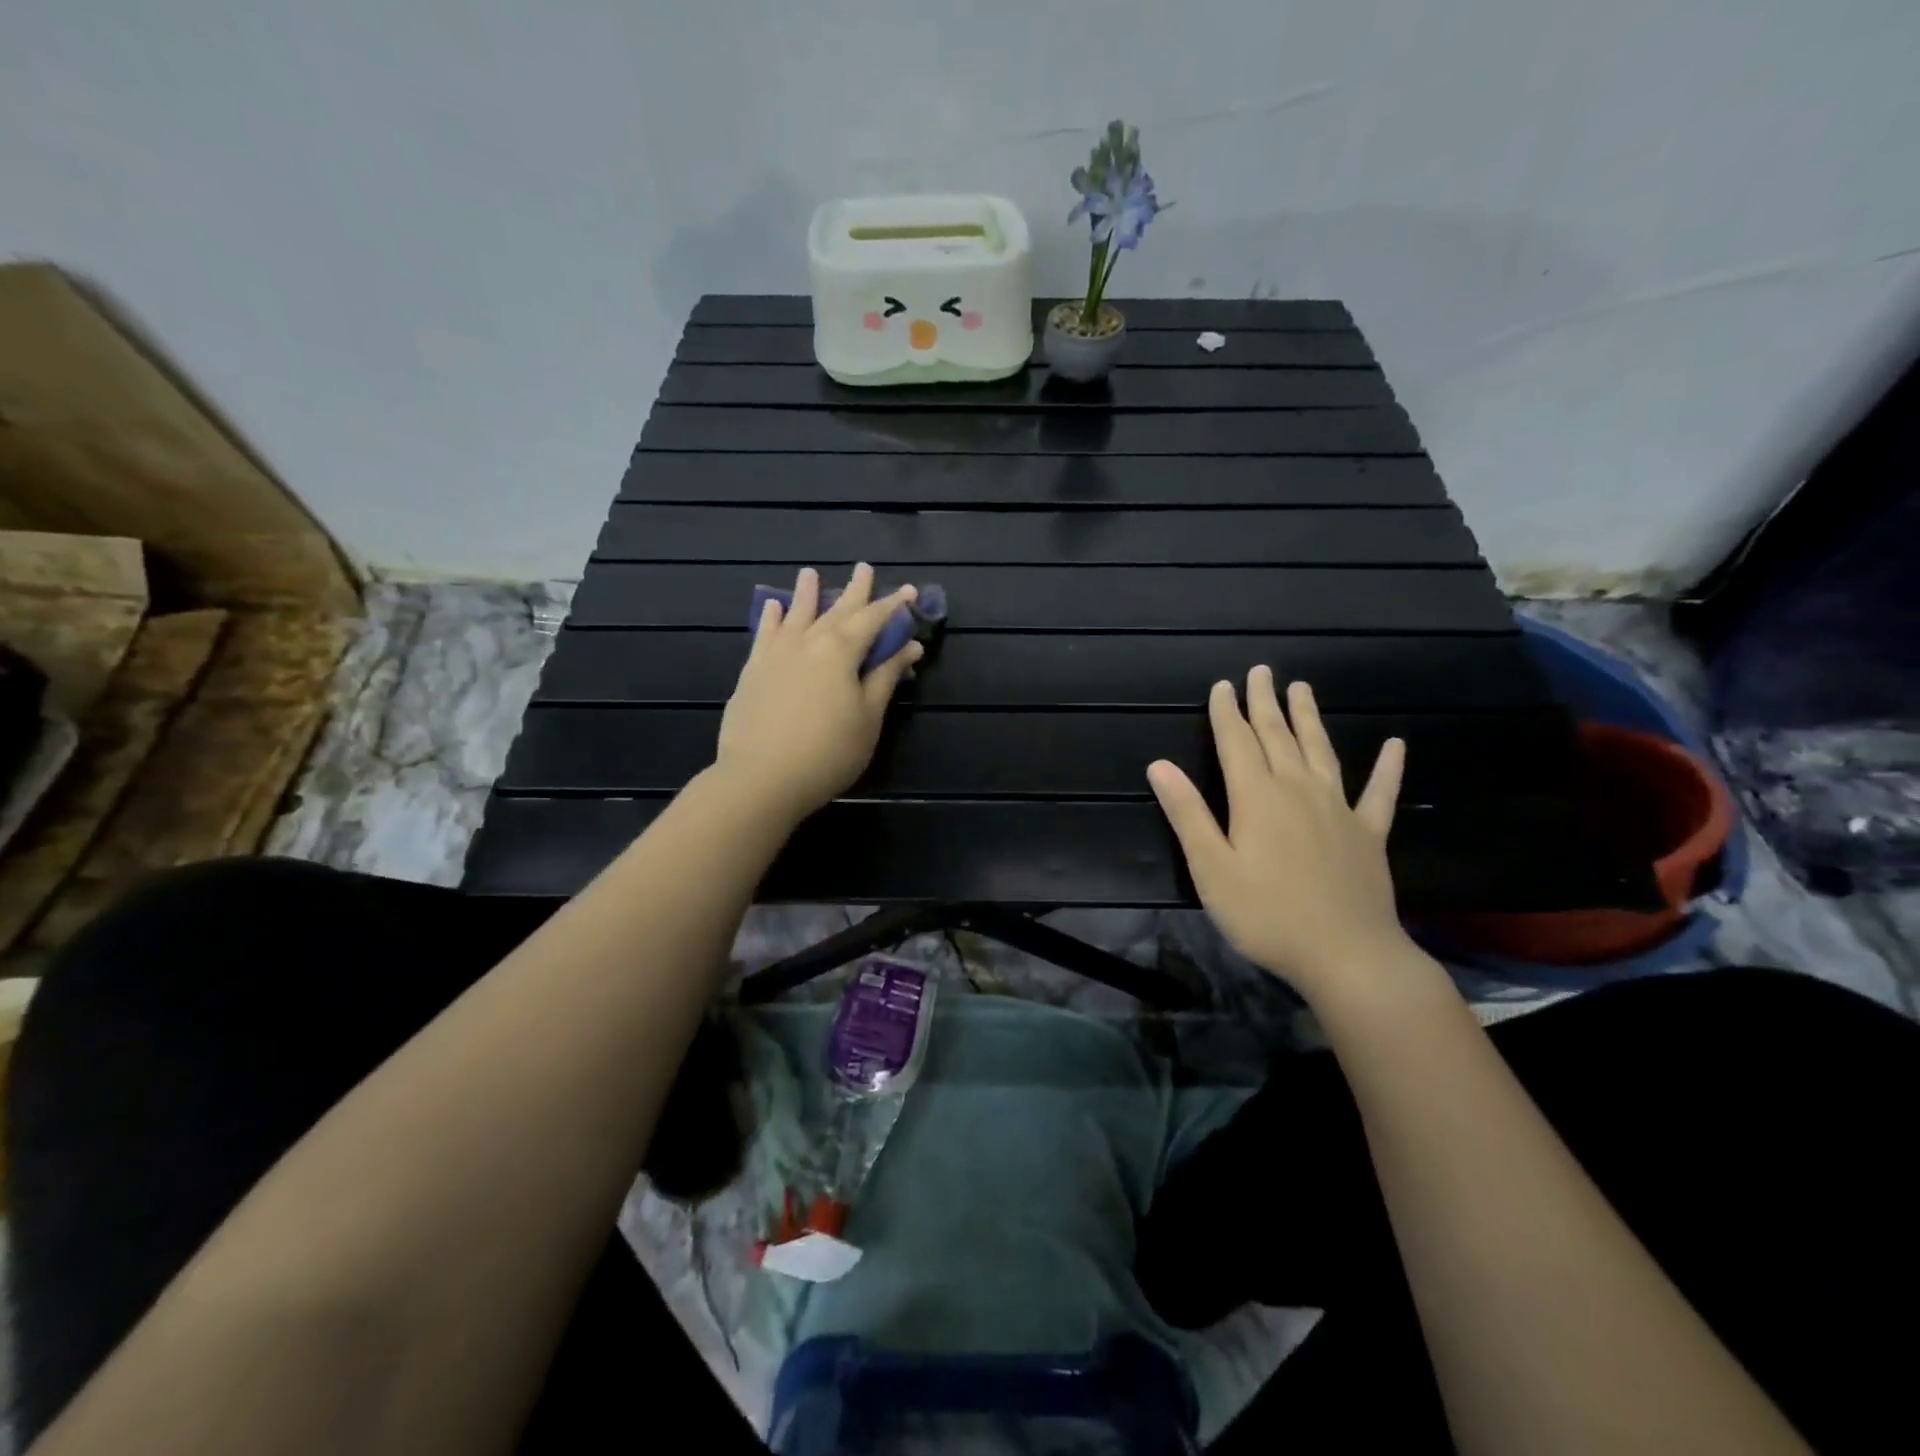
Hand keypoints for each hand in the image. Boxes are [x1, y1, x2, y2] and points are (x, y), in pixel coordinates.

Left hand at [714, 564, 921, 823]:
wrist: (761, 777)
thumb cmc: (828, 751)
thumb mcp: (868, 718)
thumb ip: (886, 677)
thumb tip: (909, 646)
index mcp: (841, 650)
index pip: (874, 619)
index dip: (894, 606)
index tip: (909, 591)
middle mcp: (808, 640)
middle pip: (836, 609)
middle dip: (855, 590)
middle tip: (864, 568)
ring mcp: (776, 653)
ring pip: (796, 613)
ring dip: (806, 593)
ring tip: (809, 573)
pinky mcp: (753, 670)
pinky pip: (764, 634)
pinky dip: (771, 617)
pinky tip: (773, 607)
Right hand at [1148, 667, 1409, 997]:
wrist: (1346, 955)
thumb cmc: (1266, 914)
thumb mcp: (1211, 868)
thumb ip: (1187, 814)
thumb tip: (1159, 766)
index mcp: (1256, 797)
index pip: (1236, 742)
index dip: (1226, 712)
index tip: (1223, 685)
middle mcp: (1297, 790)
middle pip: (1278, 736)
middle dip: (1265, 703)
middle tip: (1262, 671)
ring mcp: (1338, 808)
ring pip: (1321, 750)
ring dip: (1309, 718)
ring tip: (1303, 688)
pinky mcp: (1369, 833)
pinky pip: (1380, 792)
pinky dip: (1388, 767)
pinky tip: (1396, 745)